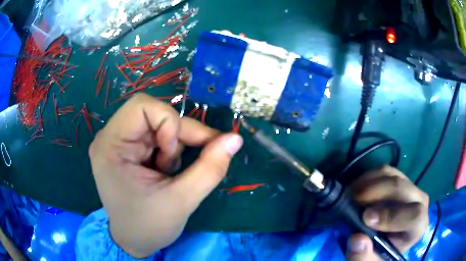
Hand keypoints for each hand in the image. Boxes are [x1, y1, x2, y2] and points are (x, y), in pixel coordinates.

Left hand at [88, 93, 242, 257]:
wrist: (134, 241)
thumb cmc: (149, 226)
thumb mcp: (182, 201)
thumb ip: (211, 168)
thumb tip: (235, 139)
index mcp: (110, 145)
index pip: (141, 106)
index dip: (167, 122)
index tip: (174, 152)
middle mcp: (111, 137)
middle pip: (153, 113)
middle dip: (178, 135)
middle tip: (191, 160)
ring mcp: (119, 142)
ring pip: (160, 123)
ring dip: (175, 145)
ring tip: (171, 173)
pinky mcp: (129, 149)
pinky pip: (158, 135)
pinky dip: (171, 149)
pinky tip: (166, 171)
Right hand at [346, 165, 428, 260]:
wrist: (384, 240)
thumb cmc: (379, 253)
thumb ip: (363, 257)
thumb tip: (357, 238)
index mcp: (418, 226)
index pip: (414, 216)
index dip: (392, 216)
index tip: (366, 218)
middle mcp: (419, 201)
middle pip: (402, 188)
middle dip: (376, 193)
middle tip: (353, 201)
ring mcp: (410, 186)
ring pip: (392, 175)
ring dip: (369, 184)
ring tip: (351, 196)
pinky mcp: (399, 178)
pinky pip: (385, 170)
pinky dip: (368, 177)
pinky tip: (357, 189)